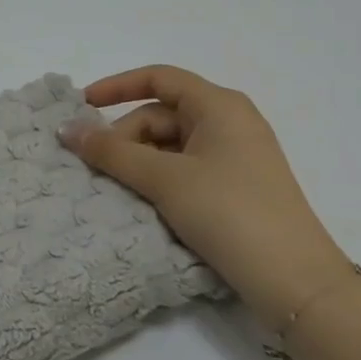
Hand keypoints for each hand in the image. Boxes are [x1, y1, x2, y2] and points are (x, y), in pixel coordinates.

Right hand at [60, 65, 354, 324]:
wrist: (294, 281)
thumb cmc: (229, 212)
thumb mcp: (164, 179)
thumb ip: (111, 152)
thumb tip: (66, 129)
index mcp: (219, 106)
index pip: (159, 78)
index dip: (117, 86)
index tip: (81, 106)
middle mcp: (229, 123)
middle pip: (160, 115)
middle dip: (124, 136)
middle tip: (97, 169)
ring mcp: (234, 157)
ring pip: (170, 145)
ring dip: (138, 162)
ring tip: (115, 190)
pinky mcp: (234, 188)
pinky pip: (184, 169)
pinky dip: (157, 179)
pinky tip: (141, 203)